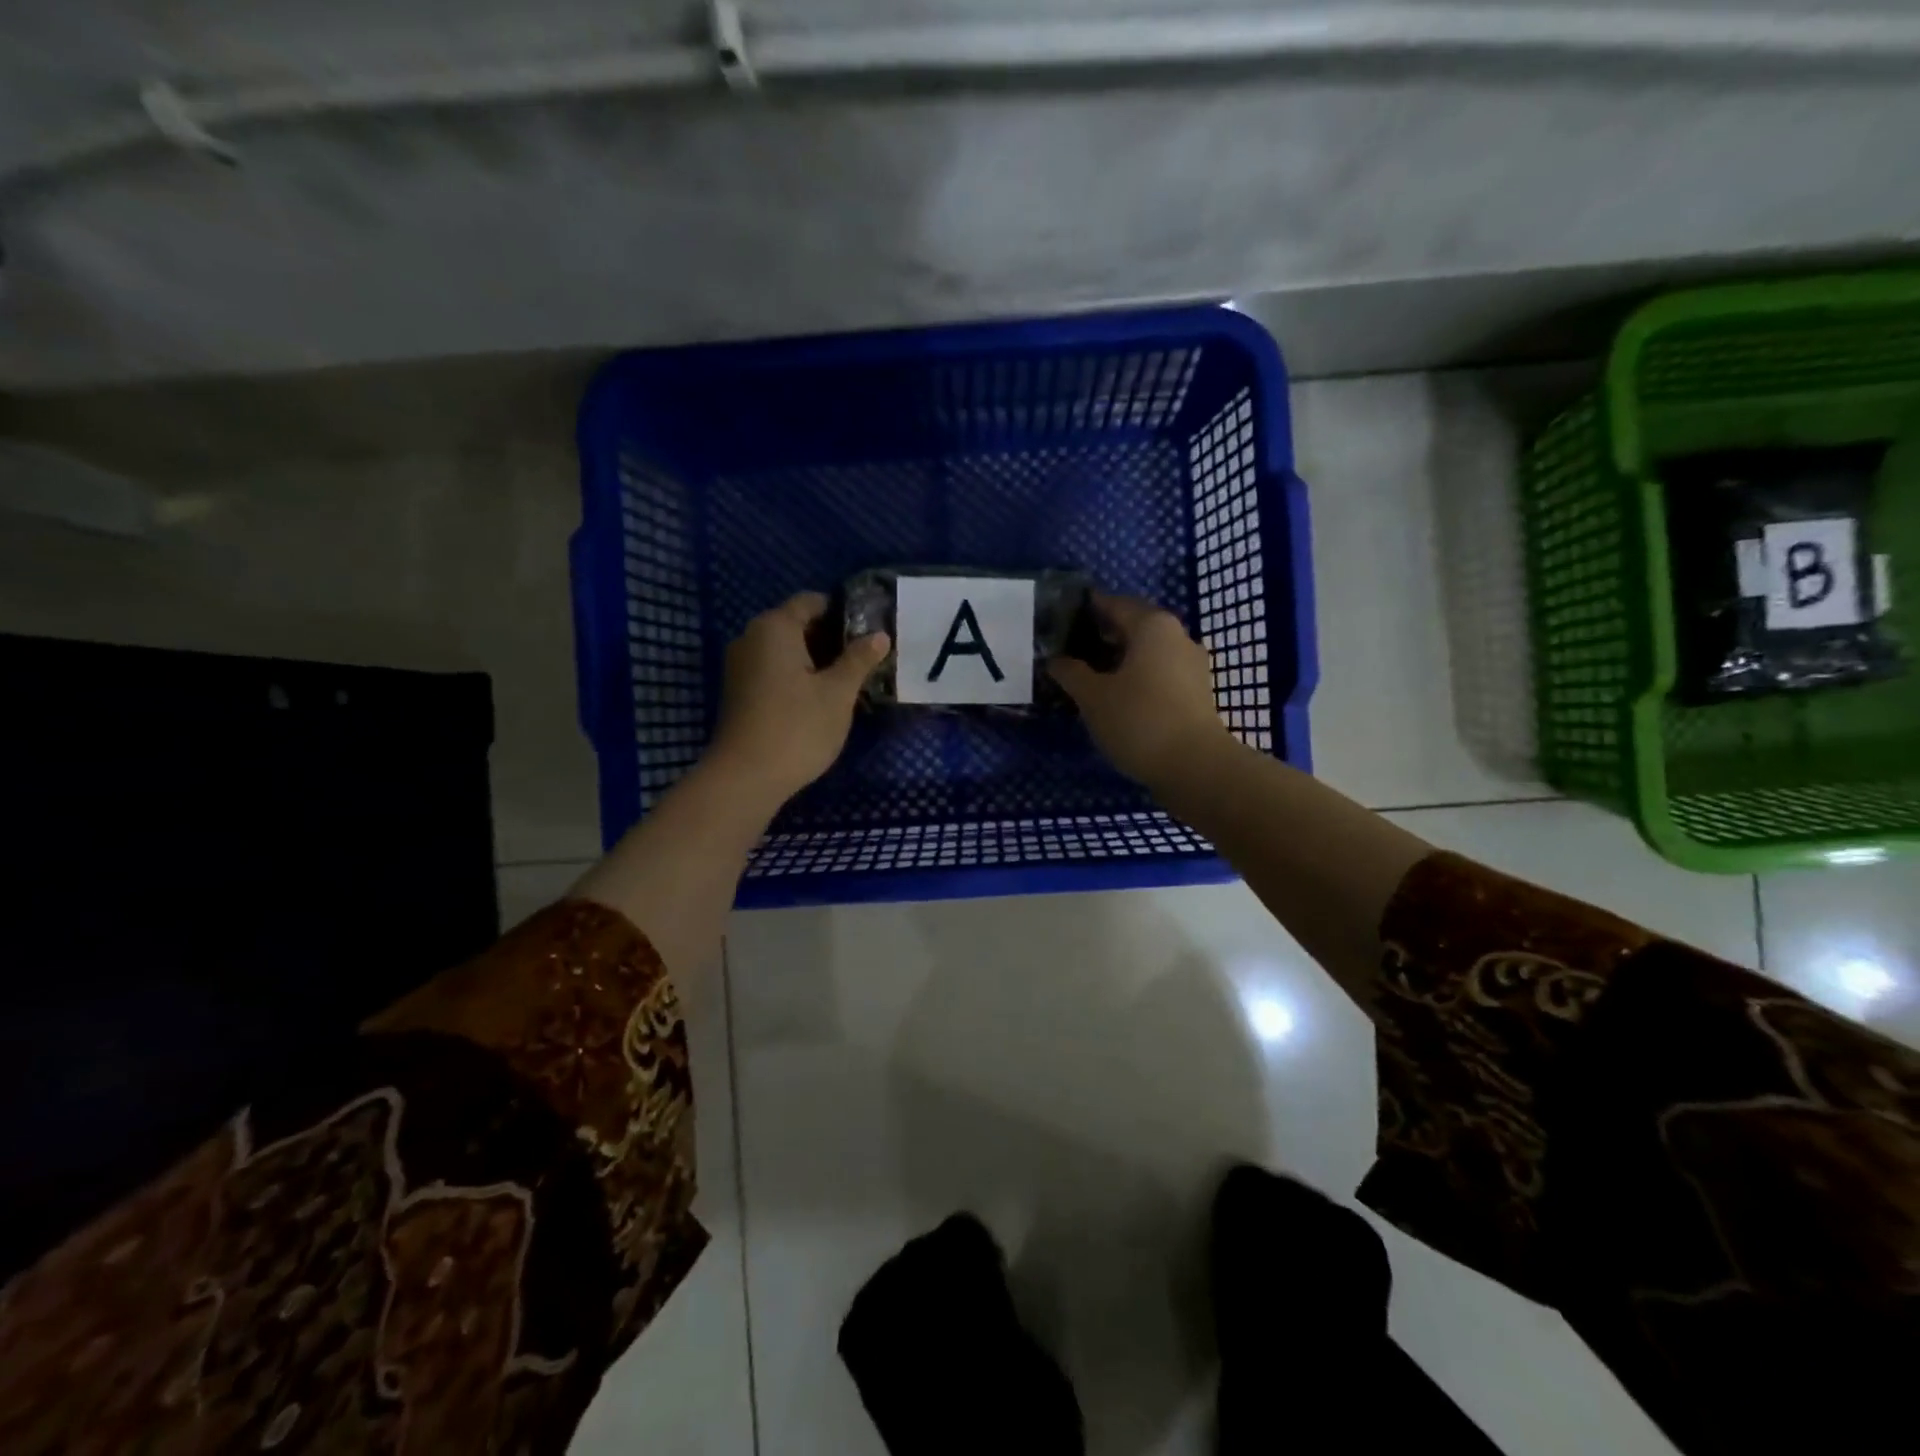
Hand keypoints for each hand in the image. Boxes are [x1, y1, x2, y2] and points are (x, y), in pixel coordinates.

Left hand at [709, 592, 889, 806]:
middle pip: (797, 624)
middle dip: (831, 638)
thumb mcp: (838, 693)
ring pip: (785, 650)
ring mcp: (740, 666)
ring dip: (816, 660)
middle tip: (865, 659)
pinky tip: (820, 699)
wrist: (746, 777)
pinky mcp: (739, 691)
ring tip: (848, 680)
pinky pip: (773, 670)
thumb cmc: (798, 727)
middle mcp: (751, 637)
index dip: (843, 613)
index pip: (811, 602)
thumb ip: (859, 660)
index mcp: (774, 627)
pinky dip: (797, 676)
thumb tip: (879, 636)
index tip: (869, 632)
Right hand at [1049, 593, 1229, 786]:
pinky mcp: (1196, 692)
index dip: (1087, 609)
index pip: (1113, 604)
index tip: (1063, 616)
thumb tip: (1055, 660)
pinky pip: (1159, 672)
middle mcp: (1177, 636)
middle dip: (1102, 635)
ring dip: (1120, 658)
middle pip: (1133, 626)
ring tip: (1089, 675)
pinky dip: (1136, 676)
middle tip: (1070, 648)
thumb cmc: (1138, 720)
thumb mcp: (1093, 697)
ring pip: (1147, 651)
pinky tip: (1116, 695)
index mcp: (1152, 625)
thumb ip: (1071, 672)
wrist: (1195, 766)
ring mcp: (1191, 665)